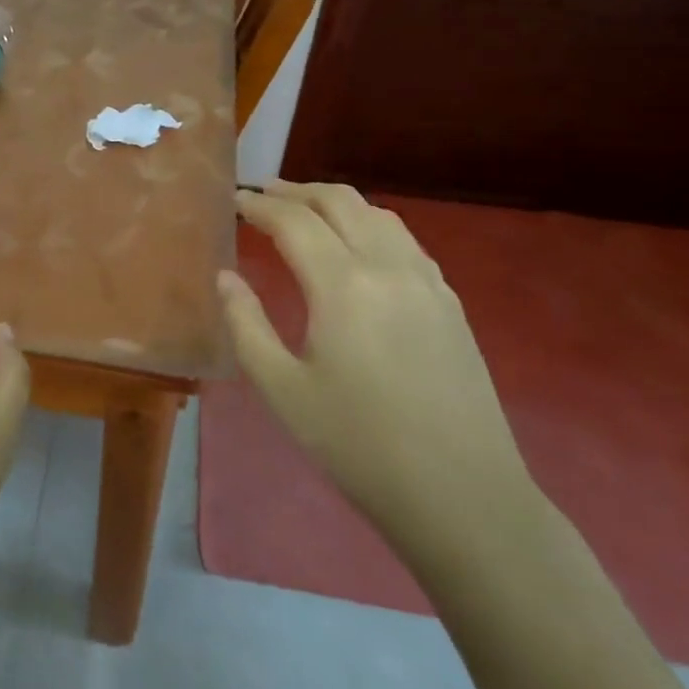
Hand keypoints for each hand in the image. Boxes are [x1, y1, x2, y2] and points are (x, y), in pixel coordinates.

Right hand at [220, 182, 533, 542]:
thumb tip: (226, 277)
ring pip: (377, 213)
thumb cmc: (359, 446)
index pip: (293, 221)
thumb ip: (246, 324)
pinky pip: (404, 239)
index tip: (234, 200)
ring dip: (334, 202)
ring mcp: (427, 281)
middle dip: (295, 191)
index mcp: (343, 285)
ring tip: (304, 211)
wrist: (463, 497)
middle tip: (262, 195)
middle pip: (339, 201)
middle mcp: (387, 267)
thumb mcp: (283, 390)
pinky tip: (357, 245)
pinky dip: (369, 223)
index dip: (259, 205)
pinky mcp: (450, 302)